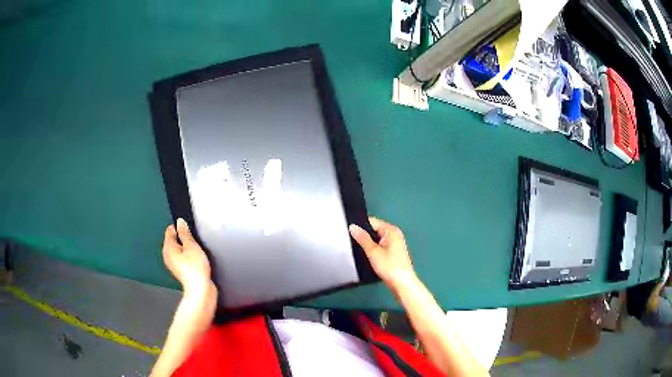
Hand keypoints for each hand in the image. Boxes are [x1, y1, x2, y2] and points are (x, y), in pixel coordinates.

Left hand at [162, 218, 214, 297]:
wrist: (200, 289)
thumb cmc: (195, 269)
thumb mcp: (192, 245)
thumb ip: (185, 232)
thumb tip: (180, 222)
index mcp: (168, 247)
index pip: (170, 230)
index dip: (179, 227)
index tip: (188, 228)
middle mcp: (168, 256)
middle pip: (174, 240)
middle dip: (183, 238)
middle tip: (194, 241)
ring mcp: (174, 265)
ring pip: (179, 250)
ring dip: (187, 248)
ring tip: (197, 251)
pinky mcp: (181, 271)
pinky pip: (183, 259)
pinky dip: (188, 257)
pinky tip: (197, 260)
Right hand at [349, 217, 416, 290]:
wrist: (402, 284)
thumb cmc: (389, 266)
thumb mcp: (373, 251)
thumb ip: (362, 238)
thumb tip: (352, 226)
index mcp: (391, 230)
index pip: (372, 221)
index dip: (360, 225)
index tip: (347, 230)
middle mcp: (394, 234)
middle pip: (374, 230)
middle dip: (363, 235)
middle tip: (349, 240)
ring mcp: (394, 244)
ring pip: (375, 239)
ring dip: (367, 244)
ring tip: (355, 248)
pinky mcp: (392, 253)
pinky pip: (379, 246)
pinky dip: (372, 250)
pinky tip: (365, 255)